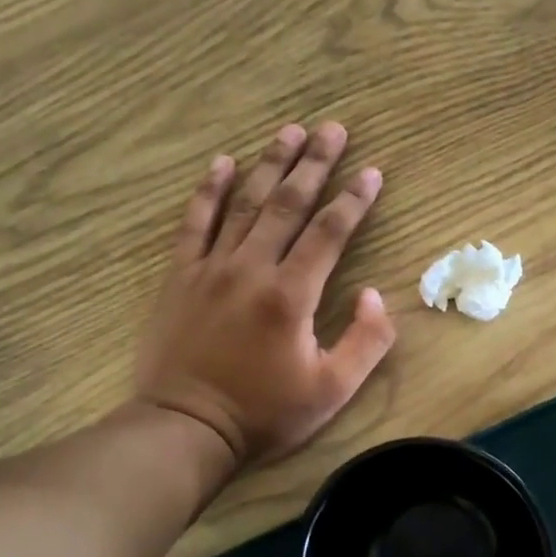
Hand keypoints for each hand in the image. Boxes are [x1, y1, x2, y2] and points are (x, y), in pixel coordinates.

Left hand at [134, 122, 395, 465]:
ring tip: (290, 131)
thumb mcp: (332, 390)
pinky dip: (208, 190)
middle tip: (333, 128)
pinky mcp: (181, 276)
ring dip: (270, 164)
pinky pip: (195, 223)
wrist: (185, 428)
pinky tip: (222, 162)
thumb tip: (374, 293)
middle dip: (314, 163)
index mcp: (292, 294)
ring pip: (245, 203)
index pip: (329, 232)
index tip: (372, 171)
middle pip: (288, 204)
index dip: (354, 199)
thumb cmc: (265, 412)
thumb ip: (366, 340)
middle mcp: (252, 268)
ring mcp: (211, 268)